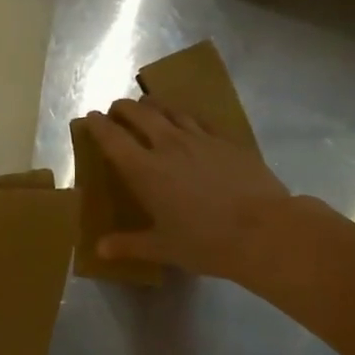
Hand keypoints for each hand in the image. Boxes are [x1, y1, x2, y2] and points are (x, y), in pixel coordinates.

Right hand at [82, 98, 296, 280]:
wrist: (264, 230)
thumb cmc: (206, 242)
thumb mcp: (163, 247)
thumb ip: (129, 245)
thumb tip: (100, 249)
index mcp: (145, 171)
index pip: (113, 139)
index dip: (98, 125)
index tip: (90, 117)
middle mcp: (169, 146)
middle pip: (140, 114)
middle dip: (123, 108)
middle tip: (115, 109)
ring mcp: (201, 139)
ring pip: (171, 111)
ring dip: (153, 106)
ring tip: (147, 106)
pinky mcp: (228, 141)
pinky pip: (200, 119)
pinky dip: (185, 116)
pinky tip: (187, 121)